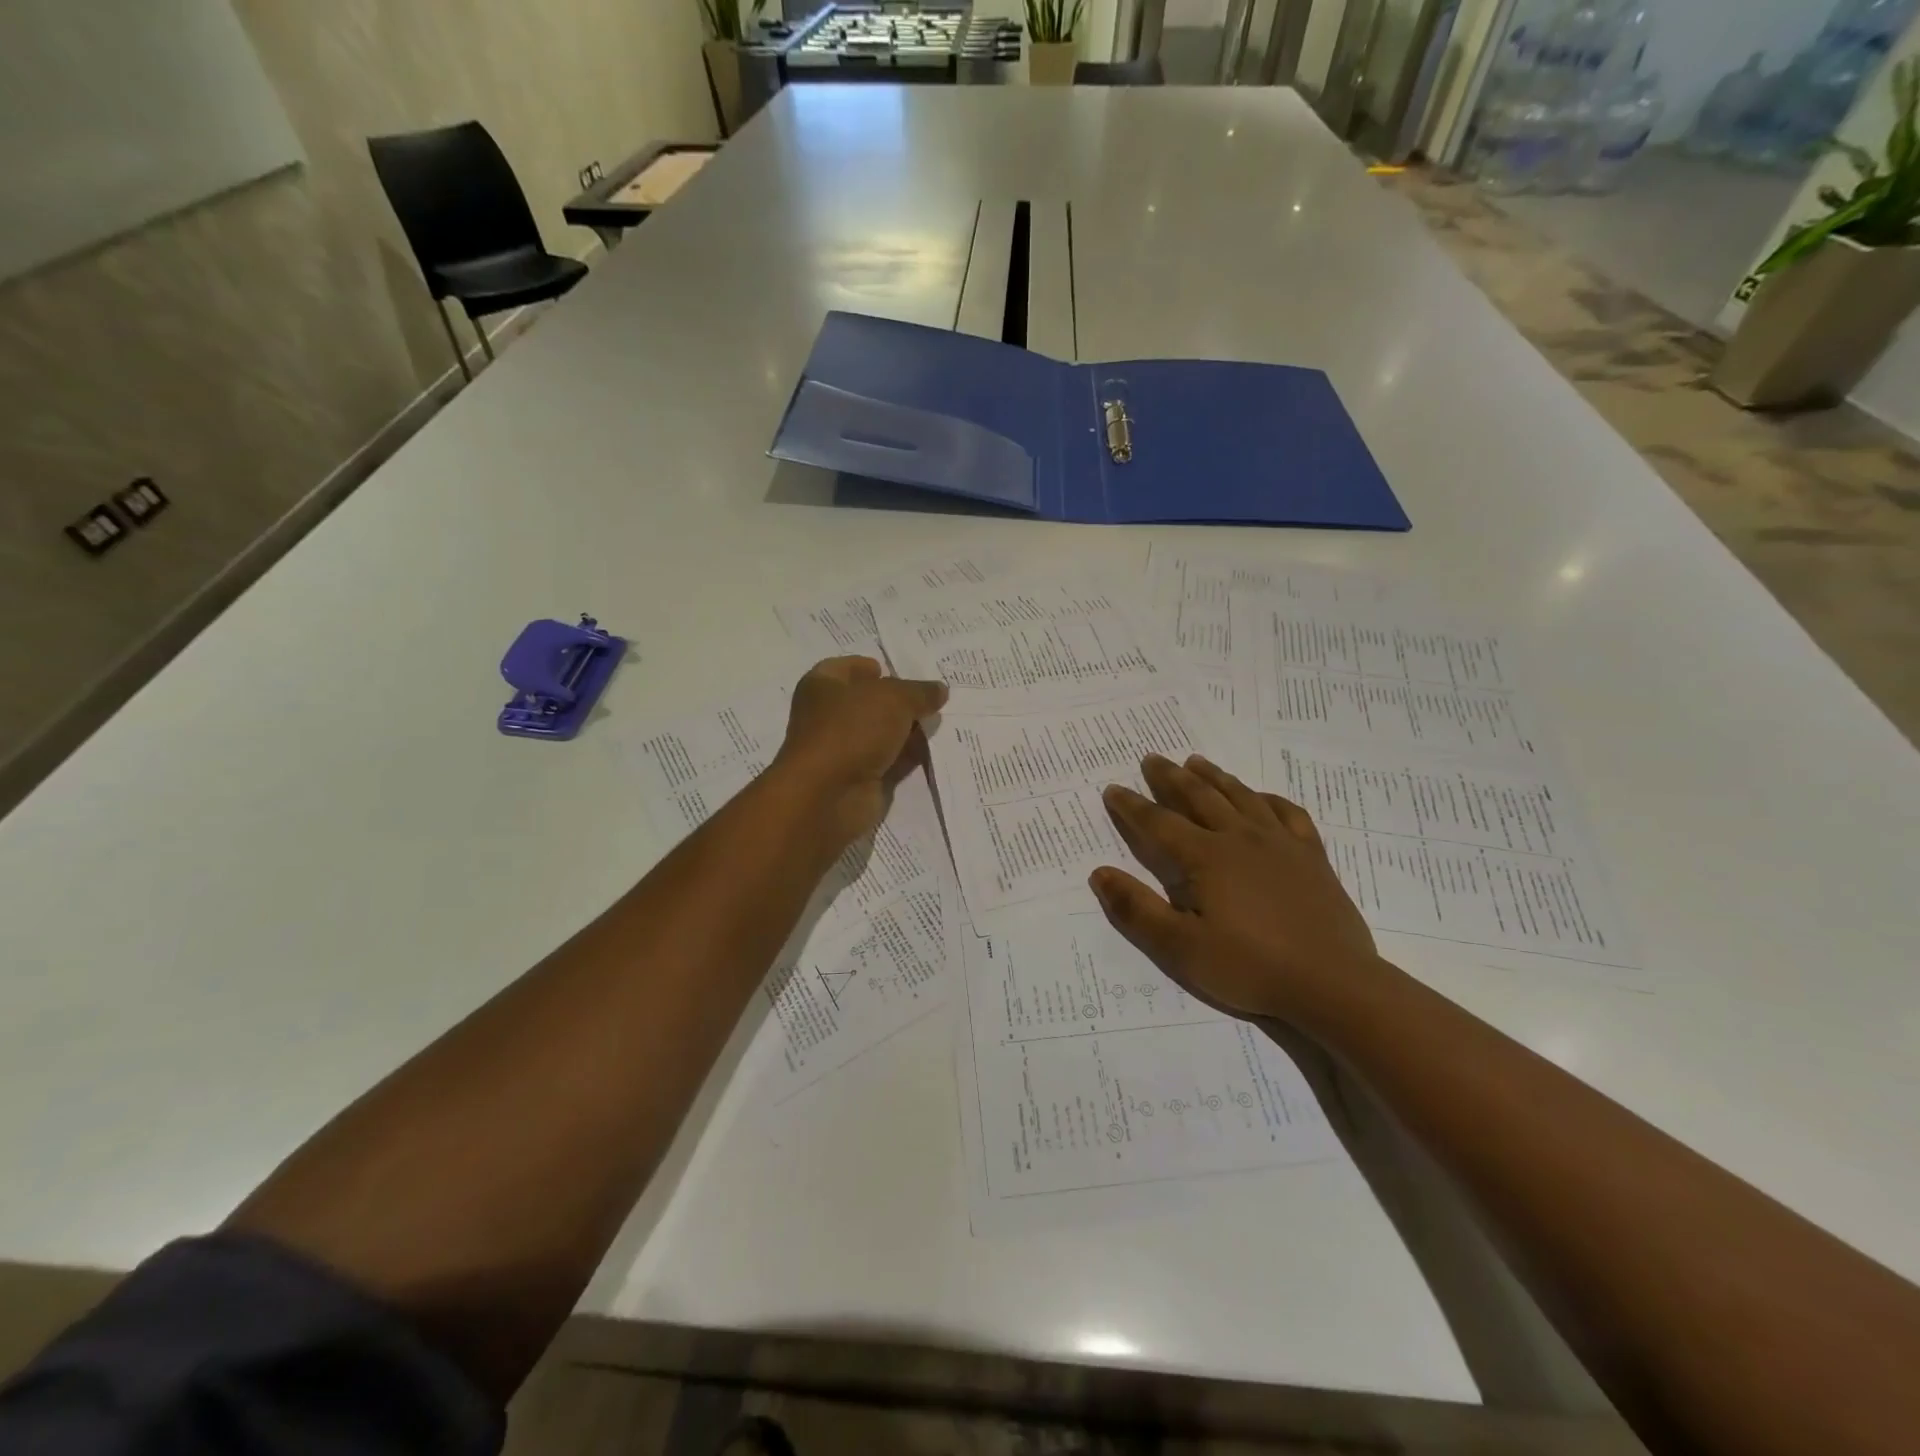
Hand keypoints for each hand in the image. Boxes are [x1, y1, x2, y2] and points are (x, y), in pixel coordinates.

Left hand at [772, 656, 947, 845]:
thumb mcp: (894, 698)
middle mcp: (829, 716)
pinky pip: (891, 761)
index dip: (870, 667)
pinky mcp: (861, 778)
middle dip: (899, 700)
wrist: (829, 795)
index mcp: (822, 686)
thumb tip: (939, 690)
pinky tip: (936, 749)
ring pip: (882, 733)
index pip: (846, 667)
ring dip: (908, 730)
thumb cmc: (852, 729)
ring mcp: (844, 750)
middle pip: (868, 702)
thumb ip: (919, 692)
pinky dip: (910, 756)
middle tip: (932, 697)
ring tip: (942, 720)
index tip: (896, 670)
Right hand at [1090, 754, 1383, 1024]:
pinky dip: (1269, 799)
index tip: (1113, 789)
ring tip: (1196, 762)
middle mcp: (1241, 838)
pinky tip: (1262, 798)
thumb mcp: (1181, 948)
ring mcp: (1280, 843)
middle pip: (1199, 797)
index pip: (1159, 823)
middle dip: (1171, 777)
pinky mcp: (1312, 856)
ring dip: (1215, 777)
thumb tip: (1099, 873)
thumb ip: (1137, 909)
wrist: (1333, 984)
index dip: (1132, 806)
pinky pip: (1288, 814)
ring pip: (1241, 796)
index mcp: (1206, 858)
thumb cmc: (1250, 967)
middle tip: (1152, 759)